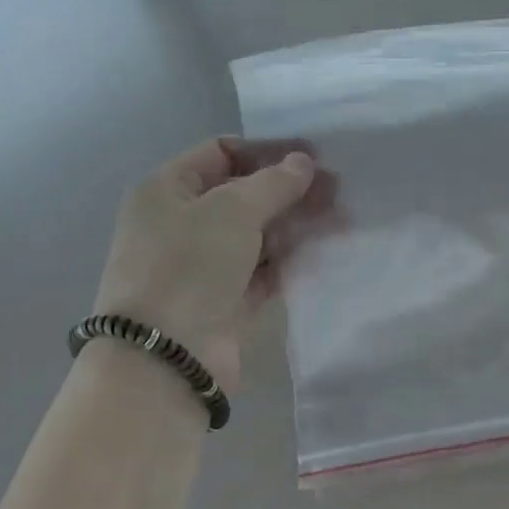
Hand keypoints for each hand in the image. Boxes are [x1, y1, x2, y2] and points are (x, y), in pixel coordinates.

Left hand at [92, 138, 327, 392]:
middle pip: (243, 195)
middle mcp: (181, 224)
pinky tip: (324, 251)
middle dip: (289, 190)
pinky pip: (263, 272)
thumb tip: (303, 163)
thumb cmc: (189, 265)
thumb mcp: (231, 210)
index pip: (220, 153)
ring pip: (256, 235)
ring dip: (296, 225)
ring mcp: (203, 266)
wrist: (166, 357)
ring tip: (342, 219)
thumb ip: (273, 183)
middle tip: (338, 190)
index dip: (267, 151)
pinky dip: (290, 261)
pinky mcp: (225, 302)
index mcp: (167, 190)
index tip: (313, 156)